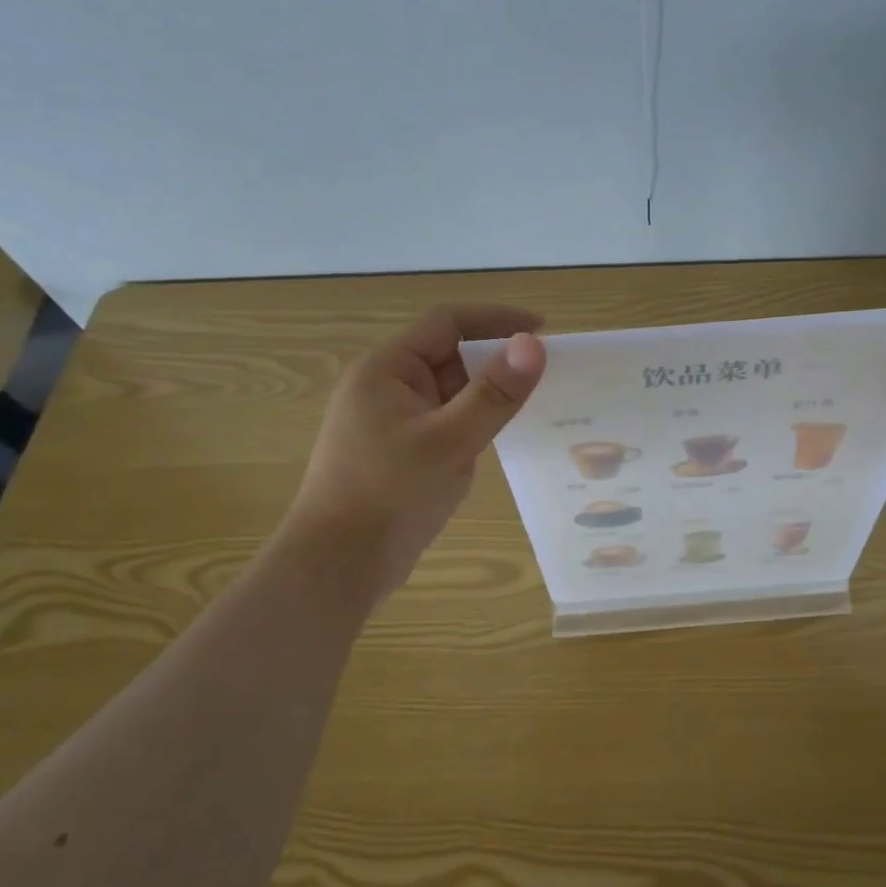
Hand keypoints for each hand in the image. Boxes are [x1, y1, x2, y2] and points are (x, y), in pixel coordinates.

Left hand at [280, 305, 545, 599]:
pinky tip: (503, 440)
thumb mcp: (449, 441)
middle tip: (547, 376)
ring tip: (535, 407)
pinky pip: (446, 423)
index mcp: (387, 370)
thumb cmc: (388, 495)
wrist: (337, 567)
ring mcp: (394, 422)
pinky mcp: (402, 453)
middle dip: (496, 362)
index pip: (447, 323)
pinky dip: (475, 425)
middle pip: (451, 356)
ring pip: (451, 394)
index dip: (496, 319)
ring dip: (488, 397)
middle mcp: (387, 388)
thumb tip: (532, 345)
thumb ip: (493, 394)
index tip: (543, 330)